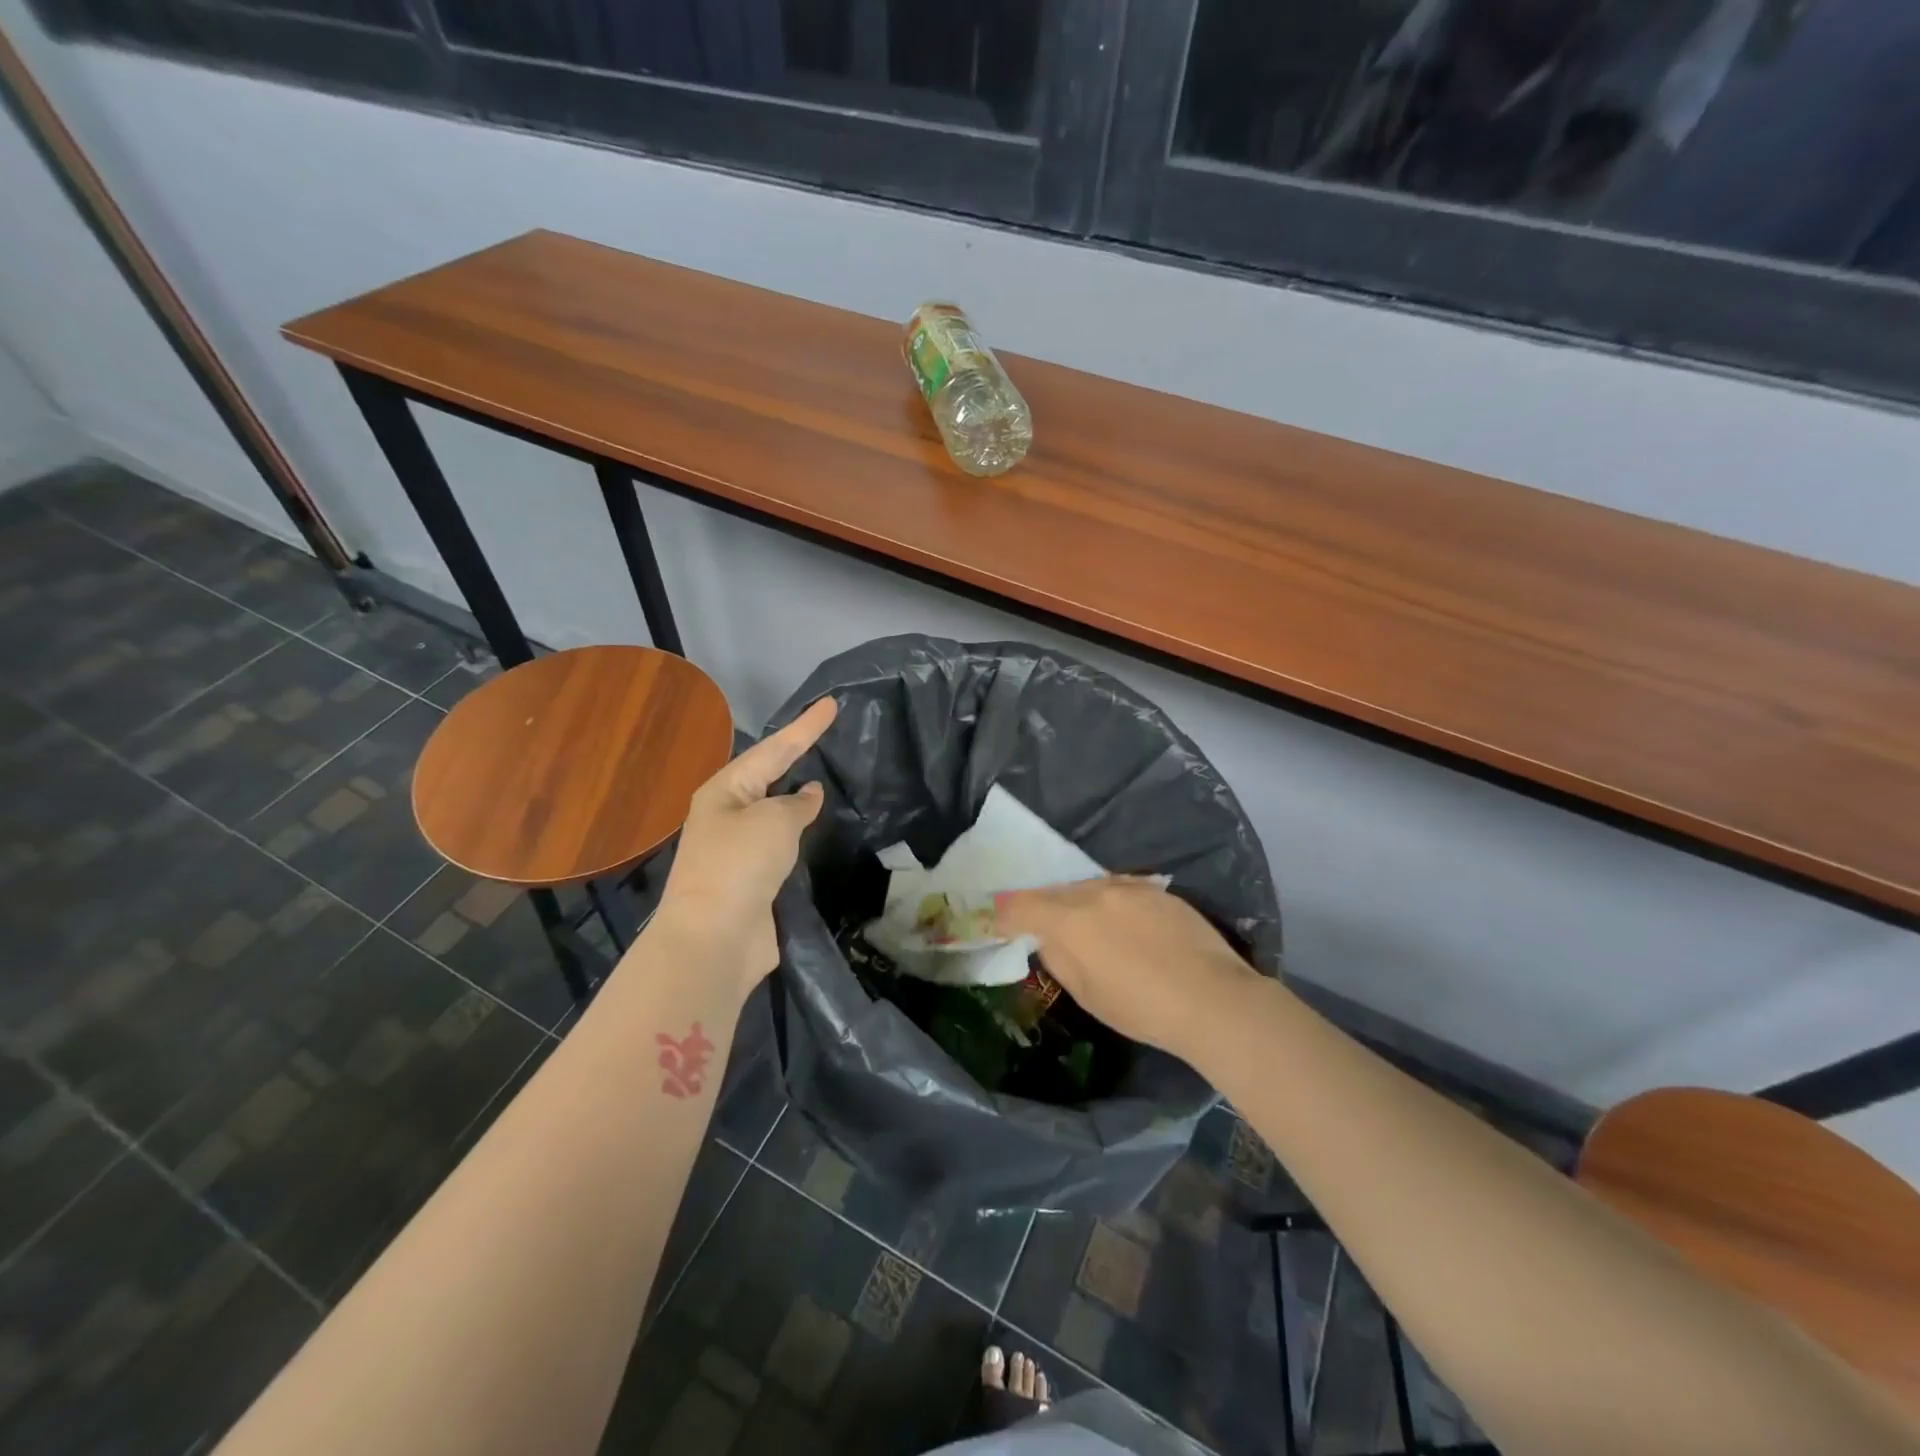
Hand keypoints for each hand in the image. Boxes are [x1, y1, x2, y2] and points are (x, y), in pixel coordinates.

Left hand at [653, 696, 837, 989]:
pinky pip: (781, 845)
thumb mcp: (774, 822)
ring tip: (827, 779)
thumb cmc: (740, 866)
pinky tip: (816, 829)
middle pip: (769, 775)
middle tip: (825, 733)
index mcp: (725, 791)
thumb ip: (797, 804)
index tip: (831, 704)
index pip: (774, 749)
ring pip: (775, 812)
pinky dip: (799, 833)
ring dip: (797, 798)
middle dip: (795, 755)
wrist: (714, 939)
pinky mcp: (752, 880)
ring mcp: (738, 850)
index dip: (805, 727)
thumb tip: (809, 794)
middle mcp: (727, 815)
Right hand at [995, 877, 1261, 1060]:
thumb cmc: (1142, 1007)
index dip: (1004, 914)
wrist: (1213, 998)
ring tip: (1088, 928)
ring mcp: (1130, 886)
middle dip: (1044, 908)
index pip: (1021, 905)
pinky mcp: (1158, 890)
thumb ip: (1059, 957)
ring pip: (1089, 888)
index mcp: (1070, 918)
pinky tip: (1125, 927)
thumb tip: (1048, 939)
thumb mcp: (1087, 993)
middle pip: (1056, 892)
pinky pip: (1121, 890)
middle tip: (1044, 929)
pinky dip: (1111, 904)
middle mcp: (1095, 891)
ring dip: (1080, 904)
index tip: (997, 923)